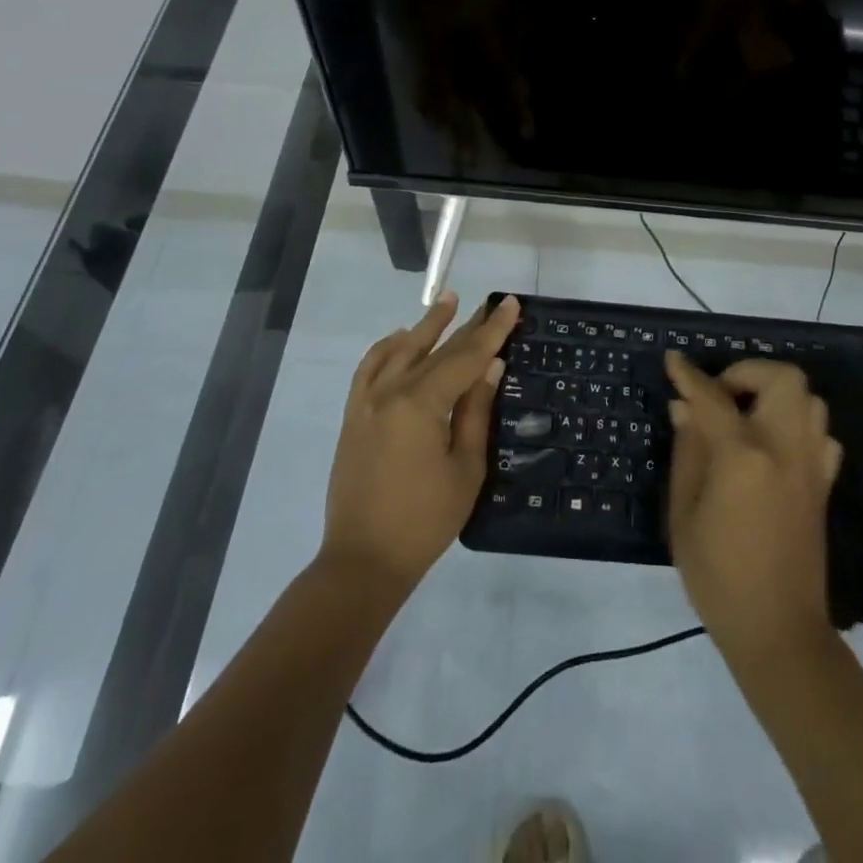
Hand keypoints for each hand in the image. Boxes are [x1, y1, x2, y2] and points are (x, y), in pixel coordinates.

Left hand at [322, 292, 518, 589]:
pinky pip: (368, 368)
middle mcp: (390, 392)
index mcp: (421, 404)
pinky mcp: (353, 415)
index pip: (465, 357)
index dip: (492, 330)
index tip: (509, 303)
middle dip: (466, 325)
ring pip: (400, 350)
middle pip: (435, 350)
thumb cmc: (425, 520)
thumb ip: (475, 412)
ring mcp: (366, 402)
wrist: (363, 560)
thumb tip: (490, 366)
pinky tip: (399, 338)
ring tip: (446, 301)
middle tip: (489, 303)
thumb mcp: (465, 468)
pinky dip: (385, 348)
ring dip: (425, 325)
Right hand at [665, 352, 842, 657]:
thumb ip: (687, 451)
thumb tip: (683, 407)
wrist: (778, 631)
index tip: (673, 360)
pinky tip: (773, 445)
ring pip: (809, 399)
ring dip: (775, 394)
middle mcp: (786, 449)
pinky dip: (797, 424)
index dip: (690, 375)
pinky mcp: (825, 484)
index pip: (713, 397)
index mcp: (744, 456)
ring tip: (745, 417)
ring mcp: (812, 465)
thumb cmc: (718, 575)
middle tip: (720, 396)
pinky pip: (820, 433)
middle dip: (748, 372)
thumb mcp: (684, 513)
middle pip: (782, 378)